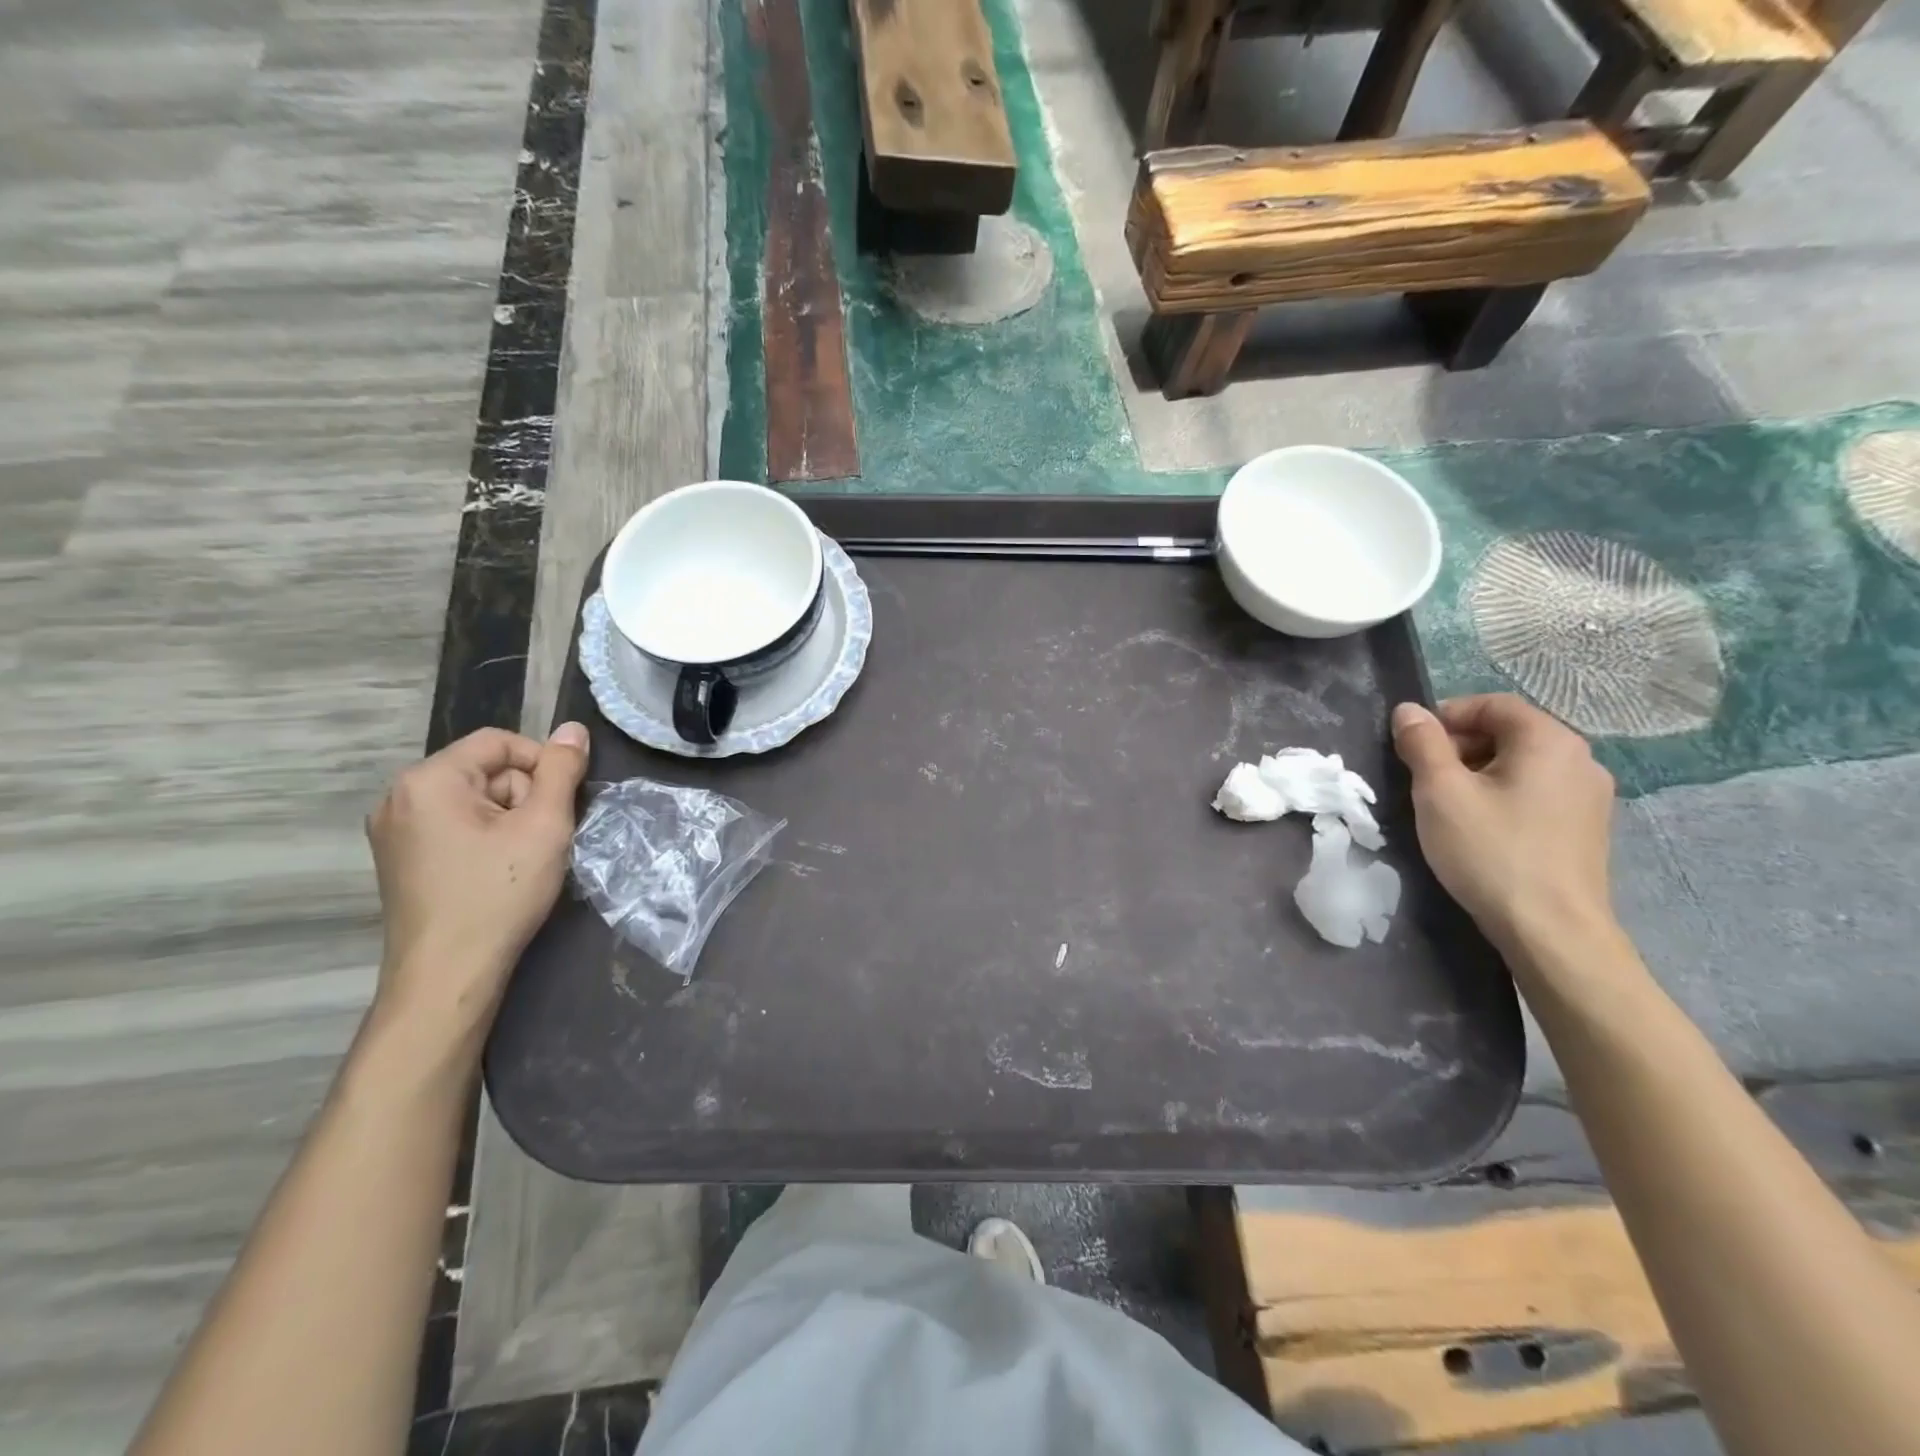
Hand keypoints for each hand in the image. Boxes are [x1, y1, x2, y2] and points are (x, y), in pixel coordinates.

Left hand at [365, 724, 588, 1048]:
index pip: (500, 742)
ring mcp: (394, 830)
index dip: (542, 764)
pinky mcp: (400, 858)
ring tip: (523, 859)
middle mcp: (400, 797)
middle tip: (542, 838)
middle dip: (523, 797)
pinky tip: (498, 870)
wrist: (448, 974)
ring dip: (508, 820)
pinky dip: (485, 838)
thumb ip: (561, 771)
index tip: (564, 803)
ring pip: (474, 801)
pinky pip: (455, 826)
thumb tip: (573, 729)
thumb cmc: (498, 894)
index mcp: (428, 780)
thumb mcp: (544, 826)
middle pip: (485, 771)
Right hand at [1391, 694, 1615, 953]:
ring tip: (1446, 805)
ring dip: (1478, 772)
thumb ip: (1421, 743)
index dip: (1446, 715)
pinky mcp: (1586, 827)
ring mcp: (1590, 796)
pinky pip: (1537, 792)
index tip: (1411, 744)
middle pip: (1509, 732)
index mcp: (1549, 741)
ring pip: (1521, 764)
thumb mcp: (1440, 792)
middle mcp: (1580, 759)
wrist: (1552, 930)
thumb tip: (1408, 710)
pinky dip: (1502, 795)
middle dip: (1459, 745)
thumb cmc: (1491, 851)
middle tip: (1423, 776)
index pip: (1493, 704)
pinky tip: (1480, 827)